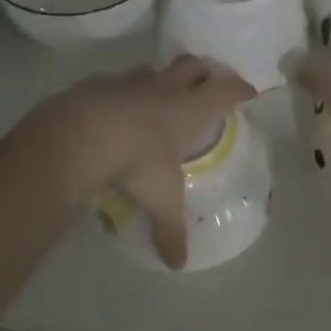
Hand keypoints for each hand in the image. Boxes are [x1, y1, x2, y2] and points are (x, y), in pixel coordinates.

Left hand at [22, 56, 255, 268]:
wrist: (81, 134)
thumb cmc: (137, 161)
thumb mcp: (160, 198)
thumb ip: (170, 229)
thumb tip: (177, 263)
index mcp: (188, 110)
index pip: (225, 92)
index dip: (239, 90)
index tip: (249, 90)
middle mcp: (162, 90)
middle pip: (190, 66)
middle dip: (201, 70)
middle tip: (206, 78)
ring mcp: (127, 84)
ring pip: (150, 71)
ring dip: (158, 78)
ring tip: (157, 90)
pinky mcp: (95, 86)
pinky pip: (111, 82)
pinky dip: (117, 91)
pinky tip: (110, 105)